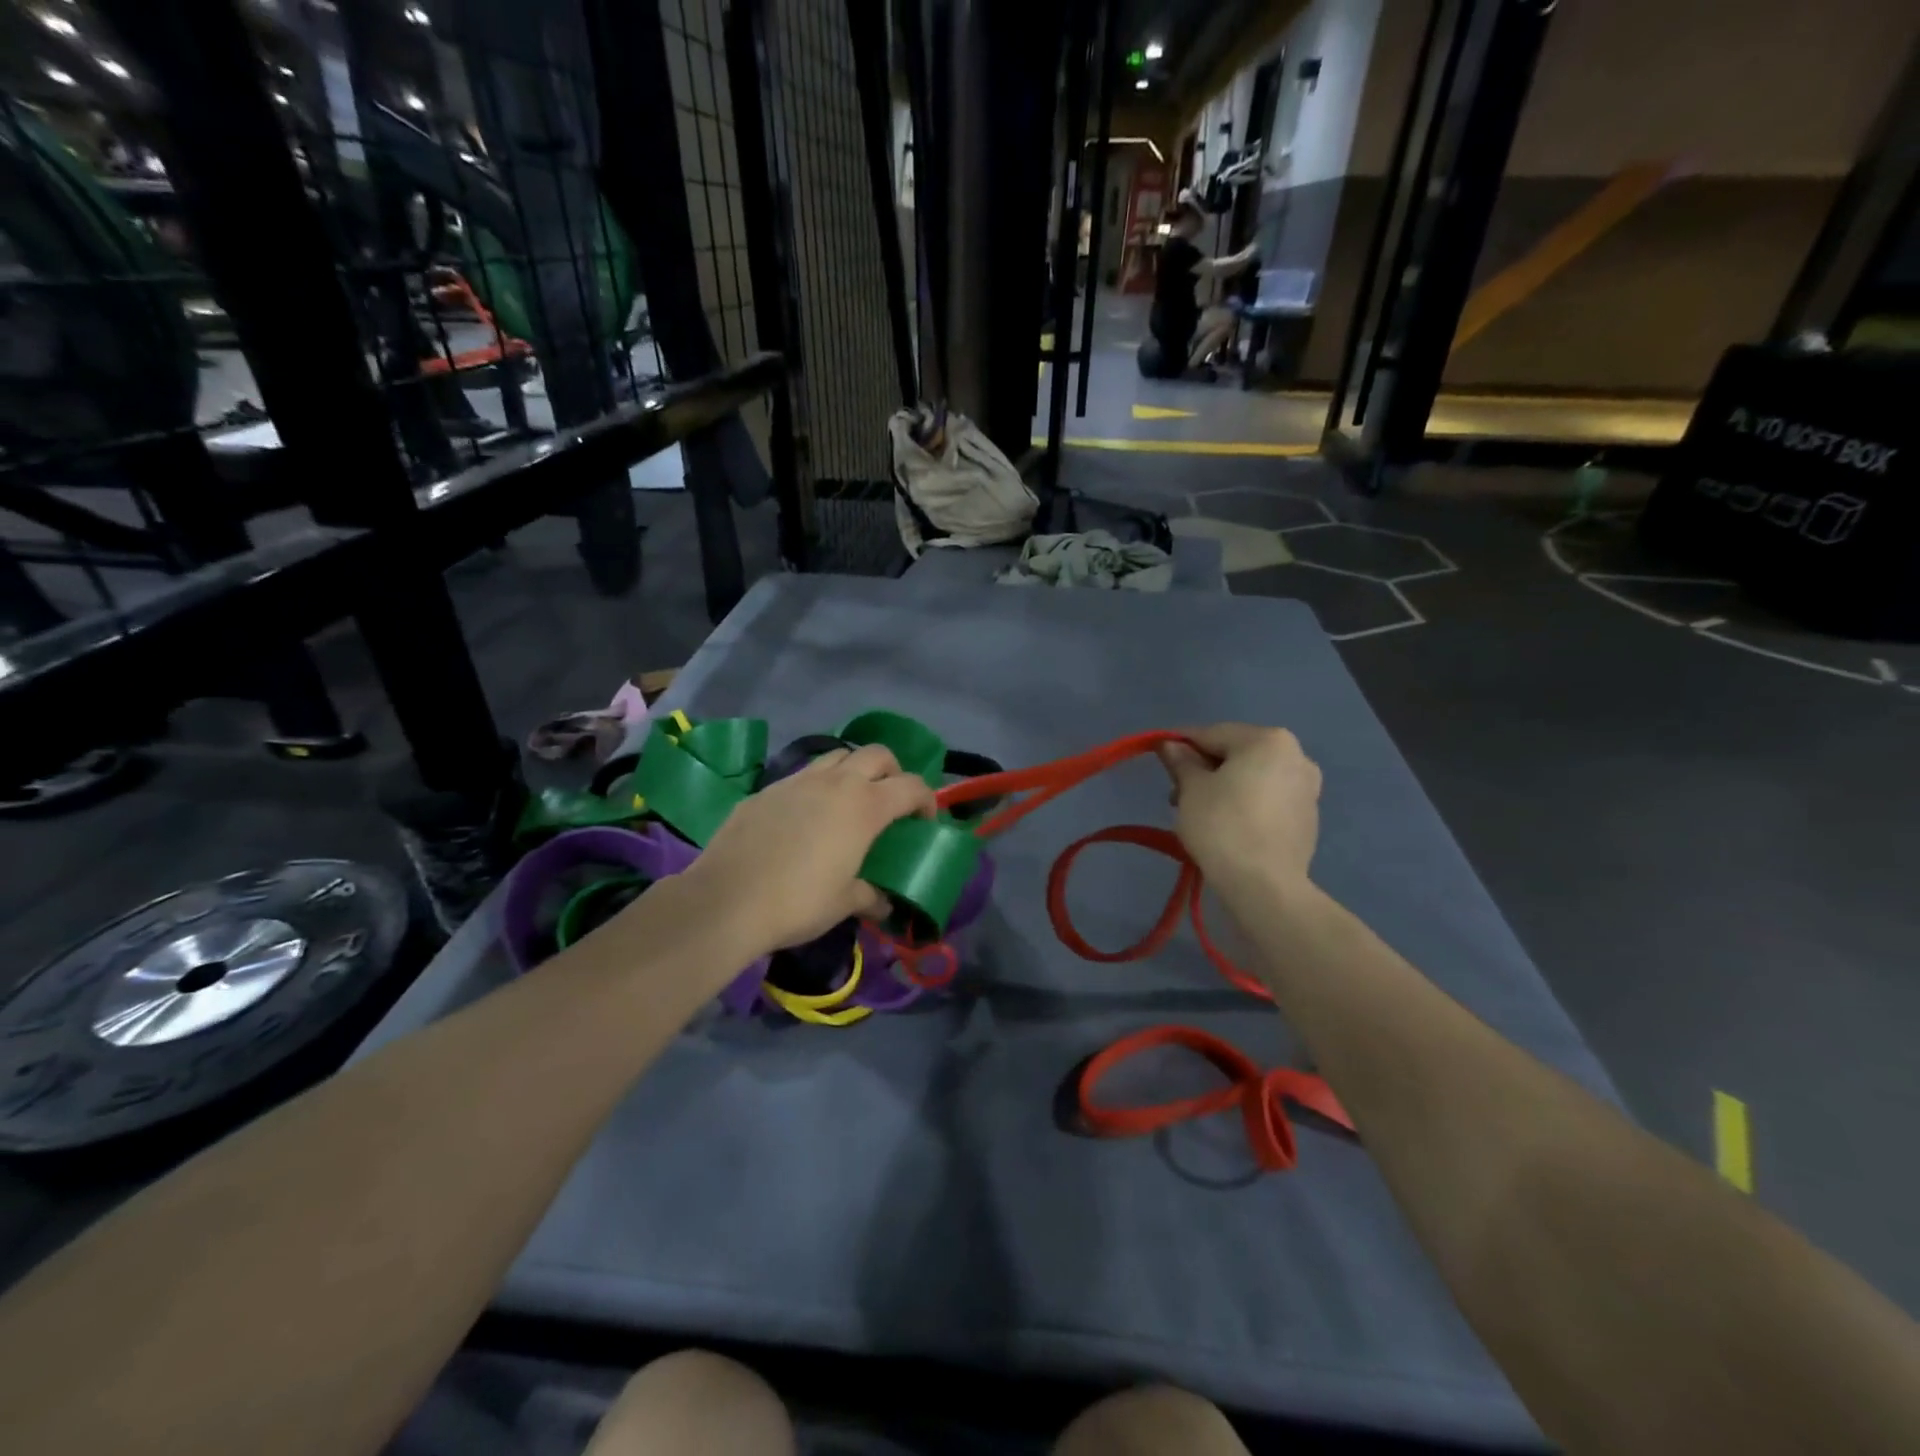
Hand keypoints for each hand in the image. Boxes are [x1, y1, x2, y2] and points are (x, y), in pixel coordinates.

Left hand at [680, 745, 935, 958]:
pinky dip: (816, 787)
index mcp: (865, 806)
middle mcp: (835, 783)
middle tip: (889, 801)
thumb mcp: (844, 903)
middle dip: (892, 771)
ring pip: (837, 756)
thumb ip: (870, 896)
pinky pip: (803, 776)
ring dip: (853, 771)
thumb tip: (884, 903)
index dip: (926, 800)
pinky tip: (806, 818)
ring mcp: (798, 781)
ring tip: (849, 802)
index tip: (924, 821)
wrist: (726, 899)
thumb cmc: (798, 902)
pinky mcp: (767, 789)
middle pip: (877, 754)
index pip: (911, 786)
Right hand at [1157, 724, 1320, 896]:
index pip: (1213, 733)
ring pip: (1253, 777)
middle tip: (1177, 794)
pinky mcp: (1308, 818)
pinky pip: (1268, 799)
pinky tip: (1226, 826)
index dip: (1182, 744)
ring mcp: (1307, 788)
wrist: (1264, 886)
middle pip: (1237, 753)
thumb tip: (1171, 744)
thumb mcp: (1191, 788)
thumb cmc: (1222, 826)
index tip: (1160, 758)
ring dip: (1224, 786)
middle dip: (1205, 769)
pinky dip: (1245, 804)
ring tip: (1198, 812)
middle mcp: (1296, 756)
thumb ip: (1181, 761)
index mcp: (1269, 740)